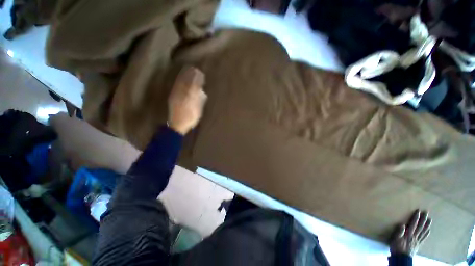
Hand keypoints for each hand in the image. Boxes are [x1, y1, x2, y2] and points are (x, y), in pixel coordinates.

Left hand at [168, 66, 207, 134]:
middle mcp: (183, 95)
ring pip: (181, 83)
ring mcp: (176, 95)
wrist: (177, 125)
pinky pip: (176, 86)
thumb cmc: (190, 119)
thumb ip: (200, 101)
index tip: (200, 73)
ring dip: (185, 76)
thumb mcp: (198, 111)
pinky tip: (181, 78)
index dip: (197, 79)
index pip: (194, 86)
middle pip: (187, 83)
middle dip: (191, 75)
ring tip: (188, 70)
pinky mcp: (173, 97)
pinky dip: (179, 81)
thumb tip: (202, 92)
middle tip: (195, 68)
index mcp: (190, 98)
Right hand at [390, 209, 431, 256]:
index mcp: (409, 234)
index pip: (413, 224)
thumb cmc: (397, 247)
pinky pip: (423, 238)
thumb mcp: (395, 239)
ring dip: (427, 225)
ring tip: (430, 219)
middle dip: (423, 220)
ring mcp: (417, 240)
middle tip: (426, 213)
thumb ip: (399, 232)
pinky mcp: (418, 244)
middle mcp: (414, 236)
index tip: (418, 211)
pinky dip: (426, 233)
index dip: (416, 218)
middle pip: (420, 227)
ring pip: (423, 231)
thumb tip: (403, 224)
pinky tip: (429, 230)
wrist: (401, 258)